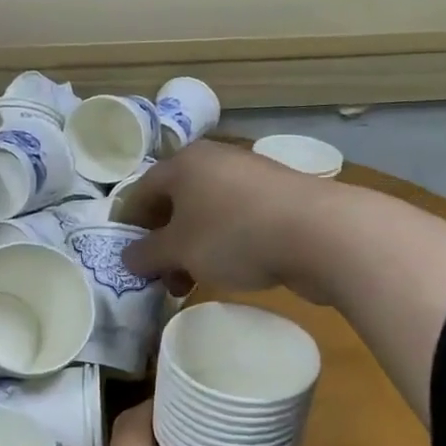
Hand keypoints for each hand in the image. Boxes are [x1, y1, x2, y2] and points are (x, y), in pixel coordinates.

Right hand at [120, 140, 345, 301]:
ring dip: (191, 249)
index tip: (126, 258)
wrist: (320, 233)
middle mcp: (215, 162)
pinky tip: (227, 272)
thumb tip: (129, 257)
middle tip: (158, 276)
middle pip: (175, 203)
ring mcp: (250, 178)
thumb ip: (147, 254)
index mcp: (184, 163)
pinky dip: (222, 245)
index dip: (128, 225)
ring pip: (206, 215)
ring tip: (190, 283)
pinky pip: (235, 222)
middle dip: (162, 242)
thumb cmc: (234, 235)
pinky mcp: (277, 200)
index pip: (141, 191)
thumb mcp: (179, 250)